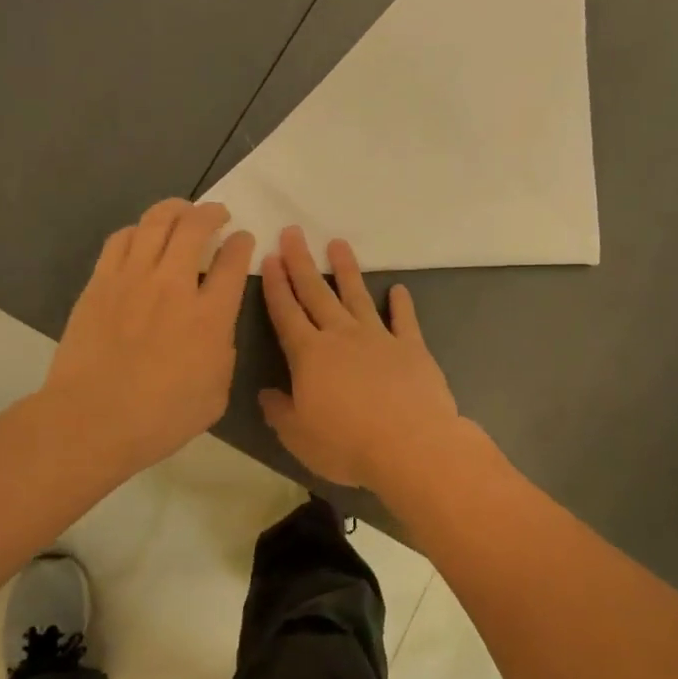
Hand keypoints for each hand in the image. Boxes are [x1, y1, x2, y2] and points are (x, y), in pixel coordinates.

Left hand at [43, 199, 254, 473]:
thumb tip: (215, 330)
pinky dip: (138, 230)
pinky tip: (142, 235)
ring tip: (181, 211)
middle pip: (194, 228)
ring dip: (174, 210)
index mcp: (210, 316)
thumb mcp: (216, 393)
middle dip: (211, 213)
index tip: (243, 239)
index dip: (241, 244)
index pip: (232, 262)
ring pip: (154, 223)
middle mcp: (173, 286)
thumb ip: (222, 352)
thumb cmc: (162, 417)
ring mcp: (132, 280)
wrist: (93, 420)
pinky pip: (121, 240)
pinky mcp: (100, 284)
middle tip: (217, 214)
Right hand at [259, 228, 467, 491]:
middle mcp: (341, 337)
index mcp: (309, 355)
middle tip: (294, 232)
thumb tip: (266, 393)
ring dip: (347, 270)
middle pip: (317, 294)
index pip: (286, 313)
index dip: (276, 285)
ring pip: (357, 297)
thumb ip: (279, 411)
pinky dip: (400, 304)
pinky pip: (404, 320)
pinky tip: (398, 289)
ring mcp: (379, 338)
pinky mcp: (411, 348)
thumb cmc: (347, 444)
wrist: (410, 445)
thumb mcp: (298, 436)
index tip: (269, 257)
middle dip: (302, 263)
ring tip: (338, 244)